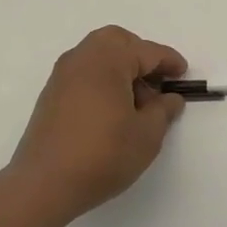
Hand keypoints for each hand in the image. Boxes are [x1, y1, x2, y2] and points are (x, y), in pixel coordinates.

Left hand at [9, 26, 187, 222]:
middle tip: (157, 81)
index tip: (183, 74)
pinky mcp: (51, 95)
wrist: (44, 184)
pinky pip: (84, 74)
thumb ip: (163, 111)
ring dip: (120, 68)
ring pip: (97, 56)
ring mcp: (62, 75)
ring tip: (137, 102)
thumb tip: (169, 98)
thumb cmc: (103, 154)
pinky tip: (112, 110)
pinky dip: (102, 80)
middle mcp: (82, 58)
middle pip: (117, 42)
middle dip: (140, 55)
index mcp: (108, 59)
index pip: (146, 51)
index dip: (169, 61)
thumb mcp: (146, 135)